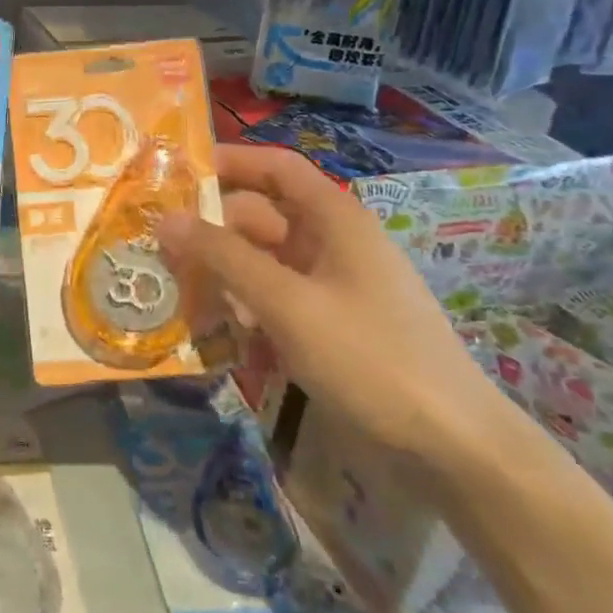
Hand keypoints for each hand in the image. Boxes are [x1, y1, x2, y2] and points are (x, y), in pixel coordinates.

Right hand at [161, 144, 516, 474]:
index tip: (175, 175)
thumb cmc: (370, 358)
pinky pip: (274, 301)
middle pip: (258, 218)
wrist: (452, 450)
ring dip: (222, 277)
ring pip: (261, 263)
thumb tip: (165, 219)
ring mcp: (330, 286)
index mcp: (333, 218)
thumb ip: (223, 257)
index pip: (274, 167)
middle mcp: (330, 243)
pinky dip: (245, 310)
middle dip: (210, 233)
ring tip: (181, 302)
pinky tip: (221, 337)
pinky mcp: (328, 326)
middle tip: (159, 255)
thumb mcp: (287, 303)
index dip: (228, 162)